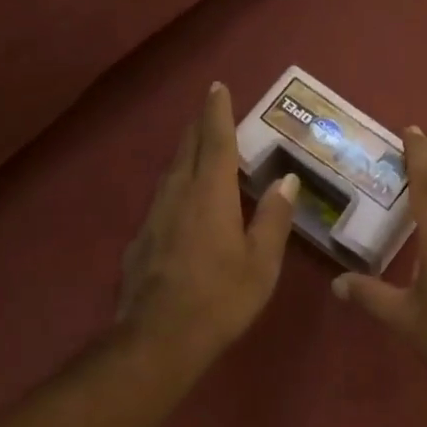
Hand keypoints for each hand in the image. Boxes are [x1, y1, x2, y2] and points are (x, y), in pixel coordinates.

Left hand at [117, 84, 298, 369]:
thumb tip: (287, 179)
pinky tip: (181, 207)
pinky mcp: (140, 241)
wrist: (158, 338)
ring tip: (198, 152)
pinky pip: (162, 202)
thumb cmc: (220, 298)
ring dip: (186, 156)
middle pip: (187, 151)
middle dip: (199, 127)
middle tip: (209, 111)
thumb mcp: (261, 262)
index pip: (215, 141)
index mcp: (210, 195)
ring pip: (170, 174)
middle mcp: (177, 196)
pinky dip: (176, 189)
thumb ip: (273, 218)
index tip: (217, 87)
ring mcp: (153, 218)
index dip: (217, 113)